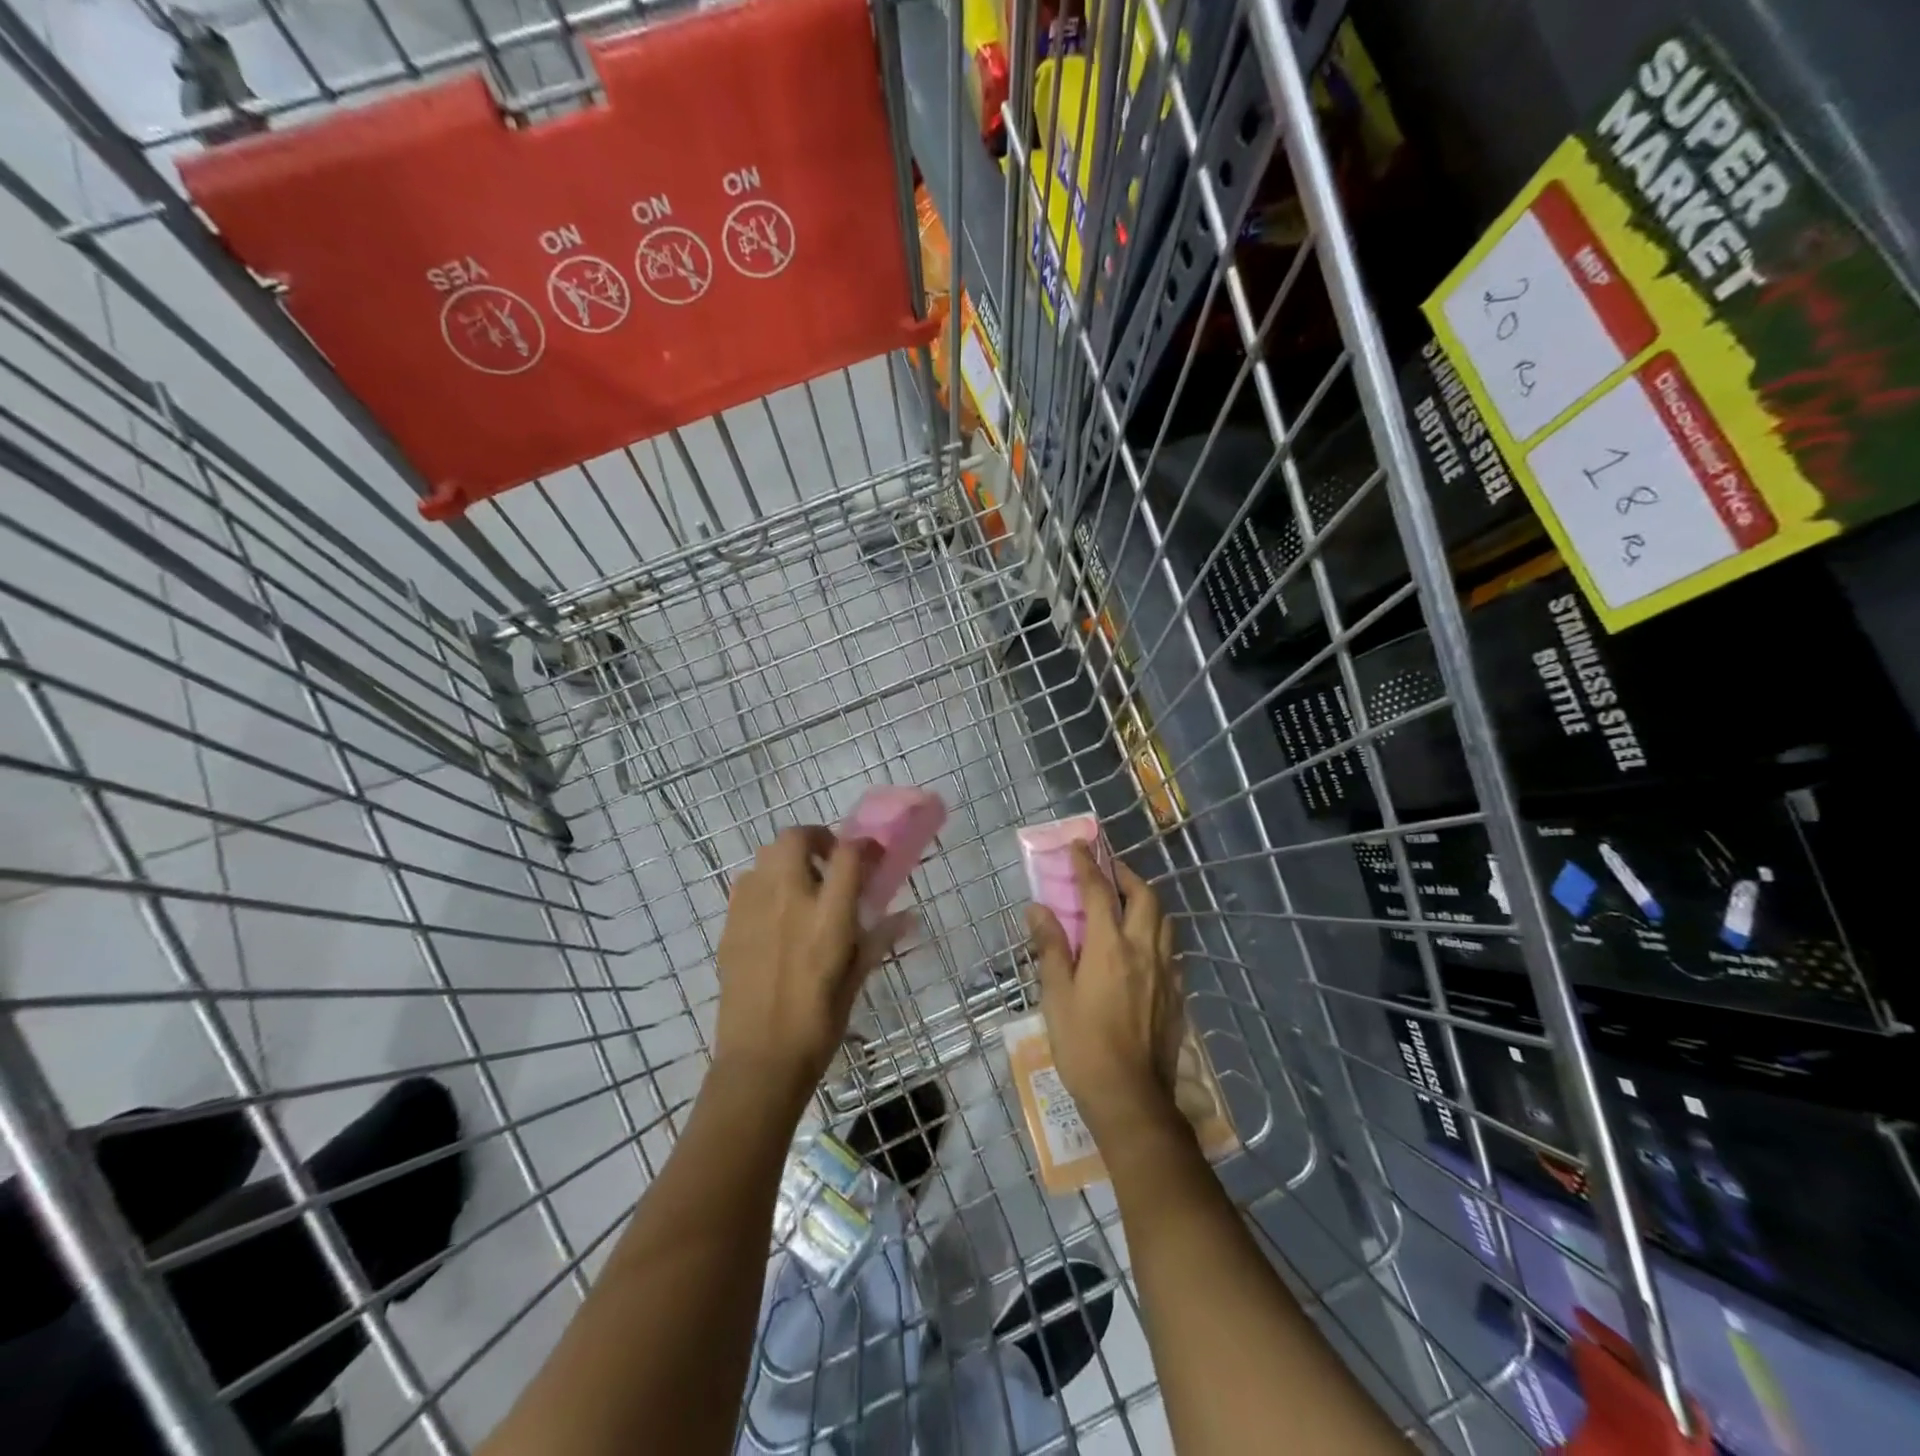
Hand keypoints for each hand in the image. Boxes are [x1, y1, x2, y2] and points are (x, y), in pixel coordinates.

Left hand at [713, 827, 910, 1110]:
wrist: (759, 1060)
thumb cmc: (818, 1024)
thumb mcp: (856, 980)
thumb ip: (877, 940)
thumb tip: (906, 917)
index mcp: (827, 918)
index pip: (847, 855)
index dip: (862, 845)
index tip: (870, 853)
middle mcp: (788, 901)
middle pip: (795, 838)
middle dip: (815, 837)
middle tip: (828, 859)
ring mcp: (753, 910)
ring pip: (765, 855)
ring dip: (787, 859)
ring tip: (800, 884)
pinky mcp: (730, 925)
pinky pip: (746, 884)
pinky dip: (764, 883)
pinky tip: (773, 912)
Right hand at [1027, 845, 1183, 1144]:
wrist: (1130, 1098)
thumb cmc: (1083, 1045)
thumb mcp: (1056, 996)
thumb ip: (1051, 947)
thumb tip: (1038, 909)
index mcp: (1111, 947)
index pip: (1099, 891)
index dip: (1087, 865)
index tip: (1078, 846)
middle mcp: (1144, 950)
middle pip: (1144, 897)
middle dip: (1126, 876)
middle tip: (1107, 872)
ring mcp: (1166, 972)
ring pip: (1164, 921)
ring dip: (1146, 902)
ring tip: (1126, 904)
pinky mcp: (1177, 995)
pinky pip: (1171, 950)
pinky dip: (1156, 934)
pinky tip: (1143, 948)